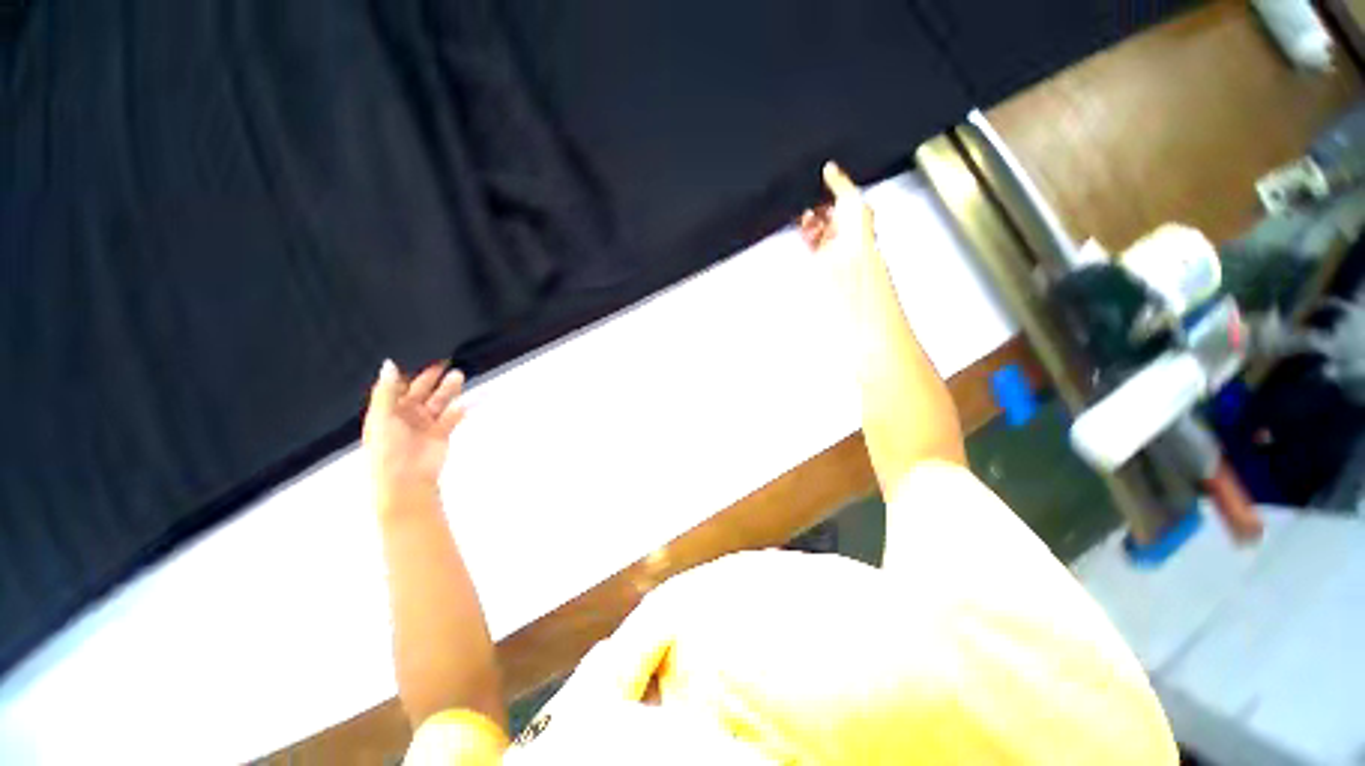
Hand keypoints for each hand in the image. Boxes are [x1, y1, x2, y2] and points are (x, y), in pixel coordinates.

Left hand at [364, 360, 466, 509]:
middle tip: (445, 361)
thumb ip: (387, 390)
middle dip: (432, 378)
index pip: (399, 387)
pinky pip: (454, 416)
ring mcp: (426, 424)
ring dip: (449, 389)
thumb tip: (389, 364)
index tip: (420, 355)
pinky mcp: (442, 432)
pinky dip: (462, 408)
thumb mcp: (382, 417)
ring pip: (439, 401)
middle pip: (422, 391)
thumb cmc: (387, 450)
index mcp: (387, 410)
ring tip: (459, 375)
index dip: (409, 373)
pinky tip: (468, 400)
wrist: (406, 480)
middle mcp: (407, 415)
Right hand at [798, 162, 875, 256]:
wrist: (847, 259)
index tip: (821, 183)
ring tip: (808, 215)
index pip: (841, 197)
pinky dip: (804, 232)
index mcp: (858, 211)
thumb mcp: (850, 196)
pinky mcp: (817, 251)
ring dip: (809, 219)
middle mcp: (844, 226)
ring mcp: (830, 240)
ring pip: (815, 224)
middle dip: (817, 205)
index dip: (831, 190)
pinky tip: (806, 227)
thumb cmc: (857, 233)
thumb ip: (838, 181)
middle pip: (825, 210)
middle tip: (811, 199)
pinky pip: (807, 238)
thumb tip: (830, 167)